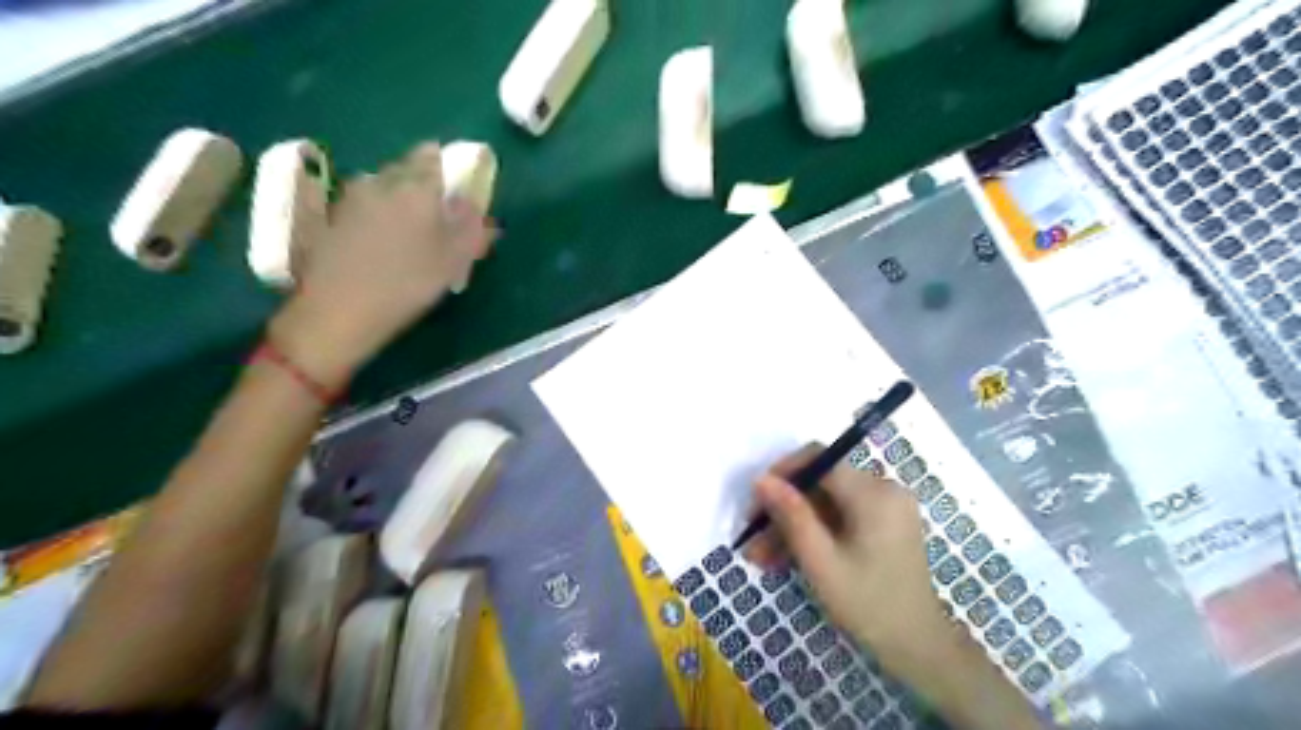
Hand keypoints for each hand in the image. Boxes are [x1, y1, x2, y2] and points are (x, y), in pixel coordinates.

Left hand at [268, 142, 493, 388]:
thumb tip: (479, 207)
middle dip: (419, 182)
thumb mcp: (454, 261)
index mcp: (416, 188)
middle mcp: (380, 181)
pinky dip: (372, 214)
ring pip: (379, 185)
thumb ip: (471, 228)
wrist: (339, 310)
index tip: (451, 184)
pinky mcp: (327, 217)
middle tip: (432, 212)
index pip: (431, 156)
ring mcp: (349, 198)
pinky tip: (375, 241)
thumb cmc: (408, 283)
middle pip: (403, 168)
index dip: (443, 165)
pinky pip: (359, 205)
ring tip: (403, 229)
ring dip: (393, 198)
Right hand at [753, 444, 1037, 729]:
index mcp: (873, 492)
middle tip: (752, 538)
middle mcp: (882, 489)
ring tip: (761, 557)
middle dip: (783, 509)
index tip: (755, 502)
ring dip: (793, 526)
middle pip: (819, 484)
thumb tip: (760, 479)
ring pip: (825, 503)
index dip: (782, 474)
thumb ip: (791, 515)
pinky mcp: (884, 523)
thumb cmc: (869, 604)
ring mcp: (885, 506)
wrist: (919, 647)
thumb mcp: (821, 561)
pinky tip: (785, 557)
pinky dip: (814, 533)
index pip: (818, 459)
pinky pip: (839, 516)